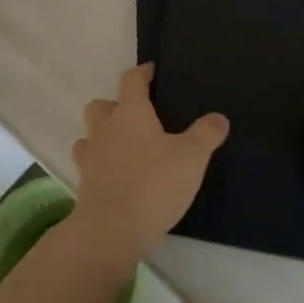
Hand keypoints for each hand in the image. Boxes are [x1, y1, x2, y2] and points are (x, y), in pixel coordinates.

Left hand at [69, 64, 227, 271]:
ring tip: (123, 147)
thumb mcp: (192, 158)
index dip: (142, 72)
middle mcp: (105, 128)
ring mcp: (91, 156)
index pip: (131, 80)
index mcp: (130, 112)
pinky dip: (99, 164)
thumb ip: (206, 135)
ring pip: (89, 134)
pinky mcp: (84, 184)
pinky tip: (115, 175)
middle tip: (136, 116)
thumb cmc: (153, 184)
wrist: (111, 231)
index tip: (151, 71)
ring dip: (102, 135)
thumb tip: (219, 118)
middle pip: (101, 105)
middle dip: (115, 105)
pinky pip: (88, 164)